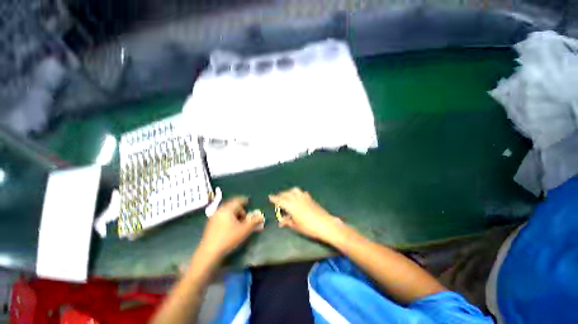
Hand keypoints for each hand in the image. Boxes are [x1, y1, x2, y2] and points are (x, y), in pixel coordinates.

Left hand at [199, 197, 264, 260]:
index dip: (245, 200)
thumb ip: (254, 222)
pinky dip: (228, 218)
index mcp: (227, 209)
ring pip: (226, 212)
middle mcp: (219, 210)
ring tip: (239, 223)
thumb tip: (262, 216)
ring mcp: (213, 217)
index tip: (249, 202)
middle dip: (240, 209)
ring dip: (234, 214)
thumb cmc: (228, 239)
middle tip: (246, 217)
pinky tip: (230, 227)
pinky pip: (222, 217)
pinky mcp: (210, 225)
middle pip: (232, 206)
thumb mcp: (244, 230)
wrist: (209, 253)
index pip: (238, 200)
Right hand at [269, 188, 343, 243]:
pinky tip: (298, 197)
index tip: (270, 197)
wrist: (324, 224)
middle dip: (280, 195)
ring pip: (294, 190)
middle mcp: (296, 198)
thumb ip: (287, 221)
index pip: (280, 200)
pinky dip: (297, 193)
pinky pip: (301, 192)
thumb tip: (281, 222)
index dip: (274, 198)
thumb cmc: (308, 227)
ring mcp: (304, 197)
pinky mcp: (310, 198)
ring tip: (286, 196)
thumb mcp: (295, 226)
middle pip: (286, 194)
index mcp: (291, 205)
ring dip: (288, 192)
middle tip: (277, 198)